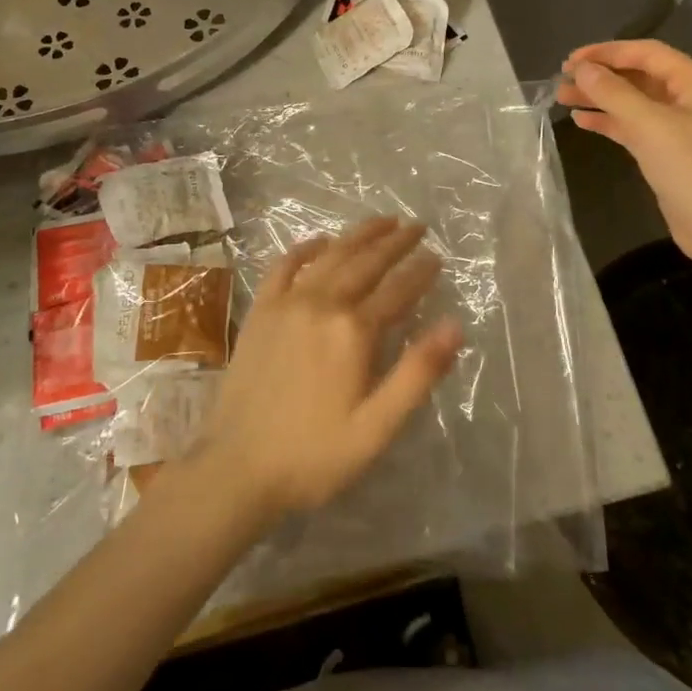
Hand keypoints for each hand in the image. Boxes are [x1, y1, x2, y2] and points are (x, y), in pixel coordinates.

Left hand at [195, 218, 462, 521]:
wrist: (236, 469)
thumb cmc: (314, 455)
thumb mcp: (376, 428)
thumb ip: (417, 374)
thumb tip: (454, 326)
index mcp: (354, 331)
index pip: (398, 289)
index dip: (421, 271)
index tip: (438, 256)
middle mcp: (322, 304)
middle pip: (366, 262)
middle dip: (396, 242)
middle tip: (418, 226)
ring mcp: (286, 304)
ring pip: (331, 255)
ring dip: (359, 235)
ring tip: (383, 221)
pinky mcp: (260, 312)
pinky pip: (285, 267)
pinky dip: (305, 248)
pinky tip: (319, 241)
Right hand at [556, 39, 691, 278]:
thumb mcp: (650, 125)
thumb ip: (613, 93)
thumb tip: (582, 69)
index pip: (647, 53)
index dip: (607, 52)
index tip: (571, 60)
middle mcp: (691, 99)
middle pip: (639, 77)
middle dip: (601, 76)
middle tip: (562, 79)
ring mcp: (681, 128)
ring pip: (634, 103)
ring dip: (601, 99)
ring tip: (563, 98)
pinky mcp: (669, 153)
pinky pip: (635, 128)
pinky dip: (610, 123)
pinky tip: (582, 121)